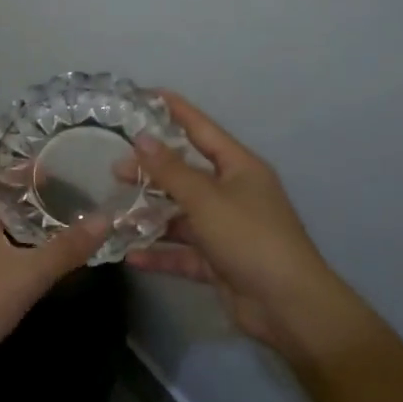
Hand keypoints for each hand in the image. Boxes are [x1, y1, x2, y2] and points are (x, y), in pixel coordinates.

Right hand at [129, 92, 373, 367]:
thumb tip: (142, 138)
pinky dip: (160, 253)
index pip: (202, 130)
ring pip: (181, 215)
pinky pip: (183, 252)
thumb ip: (170, 170)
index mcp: (239, 168)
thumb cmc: (250, 238)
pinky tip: (131, 256)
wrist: (287, 305)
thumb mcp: (206, 199)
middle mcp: (234, 194)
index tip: (147, 96)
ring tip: (115, 213)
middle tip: (115, 170)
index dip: (176, 111)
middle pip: (186, 174)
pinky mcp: (219, 262)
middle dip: (152, 172)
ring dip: (151, 216)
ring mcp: (226, 229)